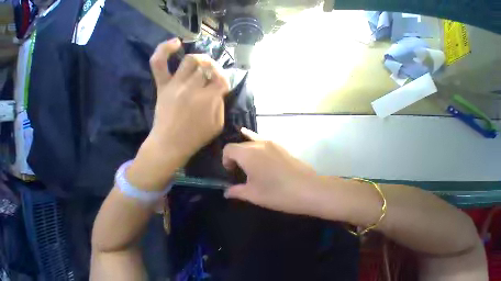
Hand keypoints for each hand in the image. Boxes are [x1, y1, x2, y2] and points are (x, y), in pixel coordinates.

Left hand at [148, 38, 229, 158]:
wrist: (171, 143)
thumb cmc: (198, 136)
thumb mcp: (218, 125)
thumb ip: (221, 107)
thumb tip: (218, 94)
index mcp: (209, 99)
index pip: (222, 80)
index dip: (225, 80)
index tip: (224, 86)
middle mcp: (194, 87)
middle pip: (207, 68)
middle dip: (215, 69)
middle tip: (215, 76)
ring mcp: (176, 84)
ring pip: (189, 61)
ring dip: (200, 59)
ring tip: (204, 63)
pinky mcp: (163, 86)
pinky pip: (159, 62)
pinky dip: (165, 48)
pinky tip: (176, 43)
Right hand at [222, 128, 322, 215]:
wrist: (307, 188)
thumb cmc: (277, 192)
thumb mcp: (253, 194)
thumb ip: (236, 191)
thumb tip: (226, 192)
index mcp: (248, 154)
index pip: (228, 149)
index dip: (226, 160)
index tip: (231, 171)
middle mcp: (257, 144)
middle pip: (239, 145)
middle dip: (235, 157)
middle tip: (240, 171)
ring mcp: (269, 142)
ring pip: (249, 142)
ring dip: (244, 151)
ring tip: (248, 162)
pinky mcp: (278, 144)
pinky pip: (260, 138)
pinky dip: (252, 137)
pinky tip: (246, 133)